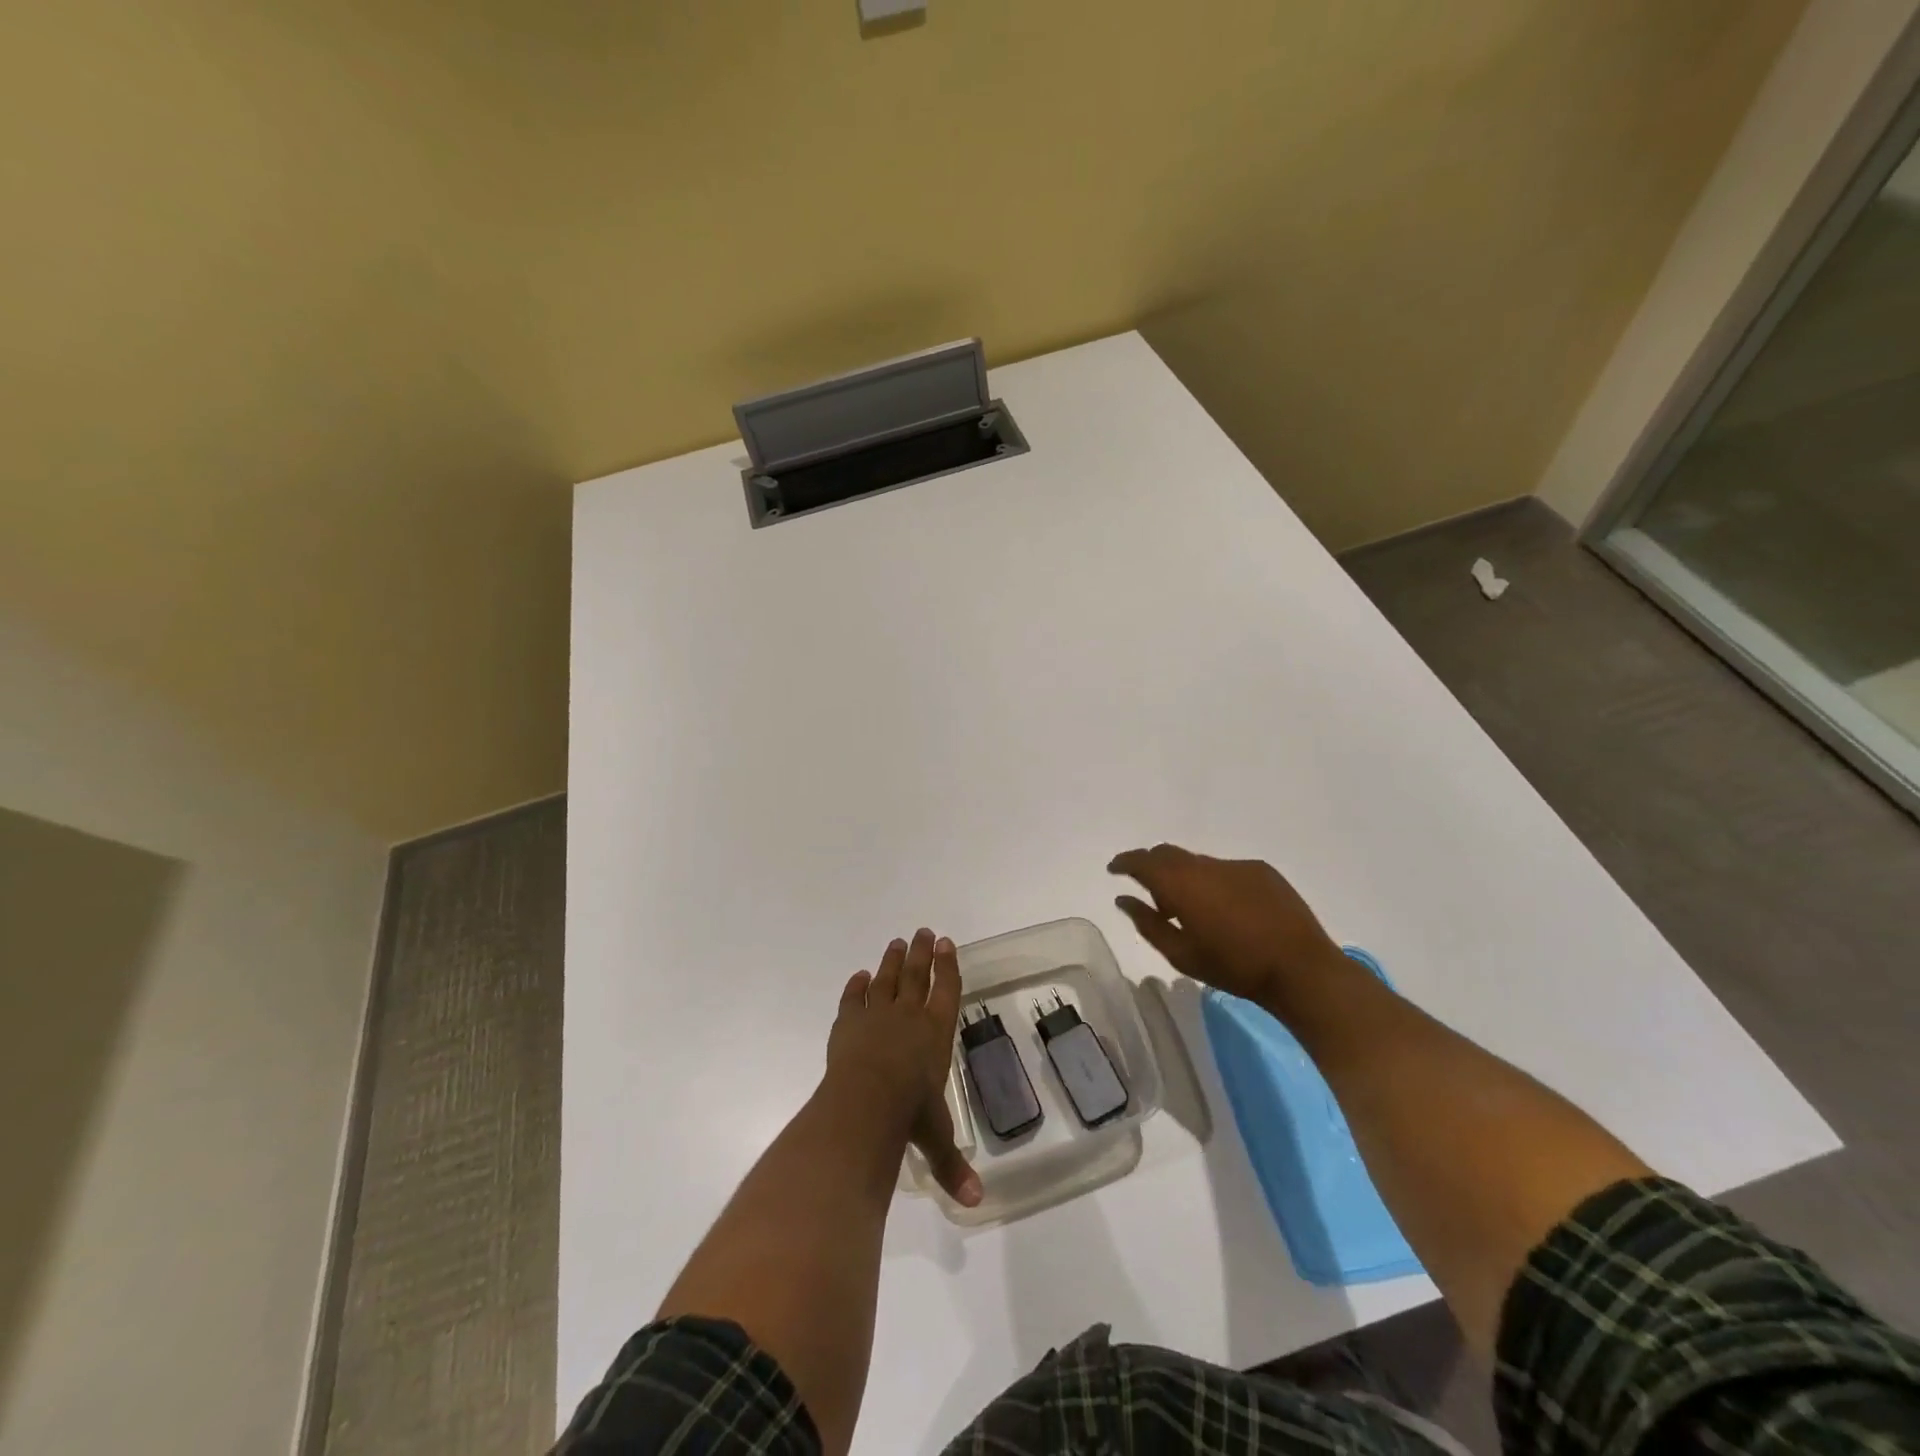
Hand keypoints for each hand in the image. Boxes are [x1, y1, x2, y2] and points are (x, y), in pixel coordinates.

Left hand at [826, 928, 981, 1206]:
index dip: (949, 966)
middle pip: (918, 975)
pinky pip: (853, 999)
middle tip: (924, 932)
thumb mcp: (935, 1139)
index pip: (947, 990)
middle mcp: (909, 1017)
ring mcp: (876, 1016)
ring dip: (892, 960)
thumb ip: (952, 1165)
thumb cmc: (909, 1116)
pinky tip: (858, 976)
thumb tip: (976, 1204)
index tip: (949, 943)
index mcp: (936, 1033)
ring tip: (897, 942)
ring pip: (887, 979)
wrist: (864, 1103)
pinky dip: (855, 987)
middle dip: (923, 953)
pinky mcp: (848, 1024)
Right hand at [1108, 843, 1350, 1014]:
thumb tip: (1123, 899)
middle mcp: (1206, 865)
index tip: (1114, 869)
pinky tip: (1228, 910)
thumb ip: (1148, 923)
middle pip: (1168, 853)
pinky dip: (1214, 883)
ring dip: (1186, 878)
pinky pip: (1225, 870)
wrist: (1300, 969)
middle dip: (1153, 866)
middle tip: (1152, 895)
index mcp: (1182, 885)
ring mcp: (1236, 865)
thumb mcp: (1181, 954)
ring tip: (1193, 911)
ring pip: (1198, 862)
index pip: (1143, 861)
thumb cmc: (1234, 968)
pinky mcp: (1261, 871)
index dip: (1125, 862)